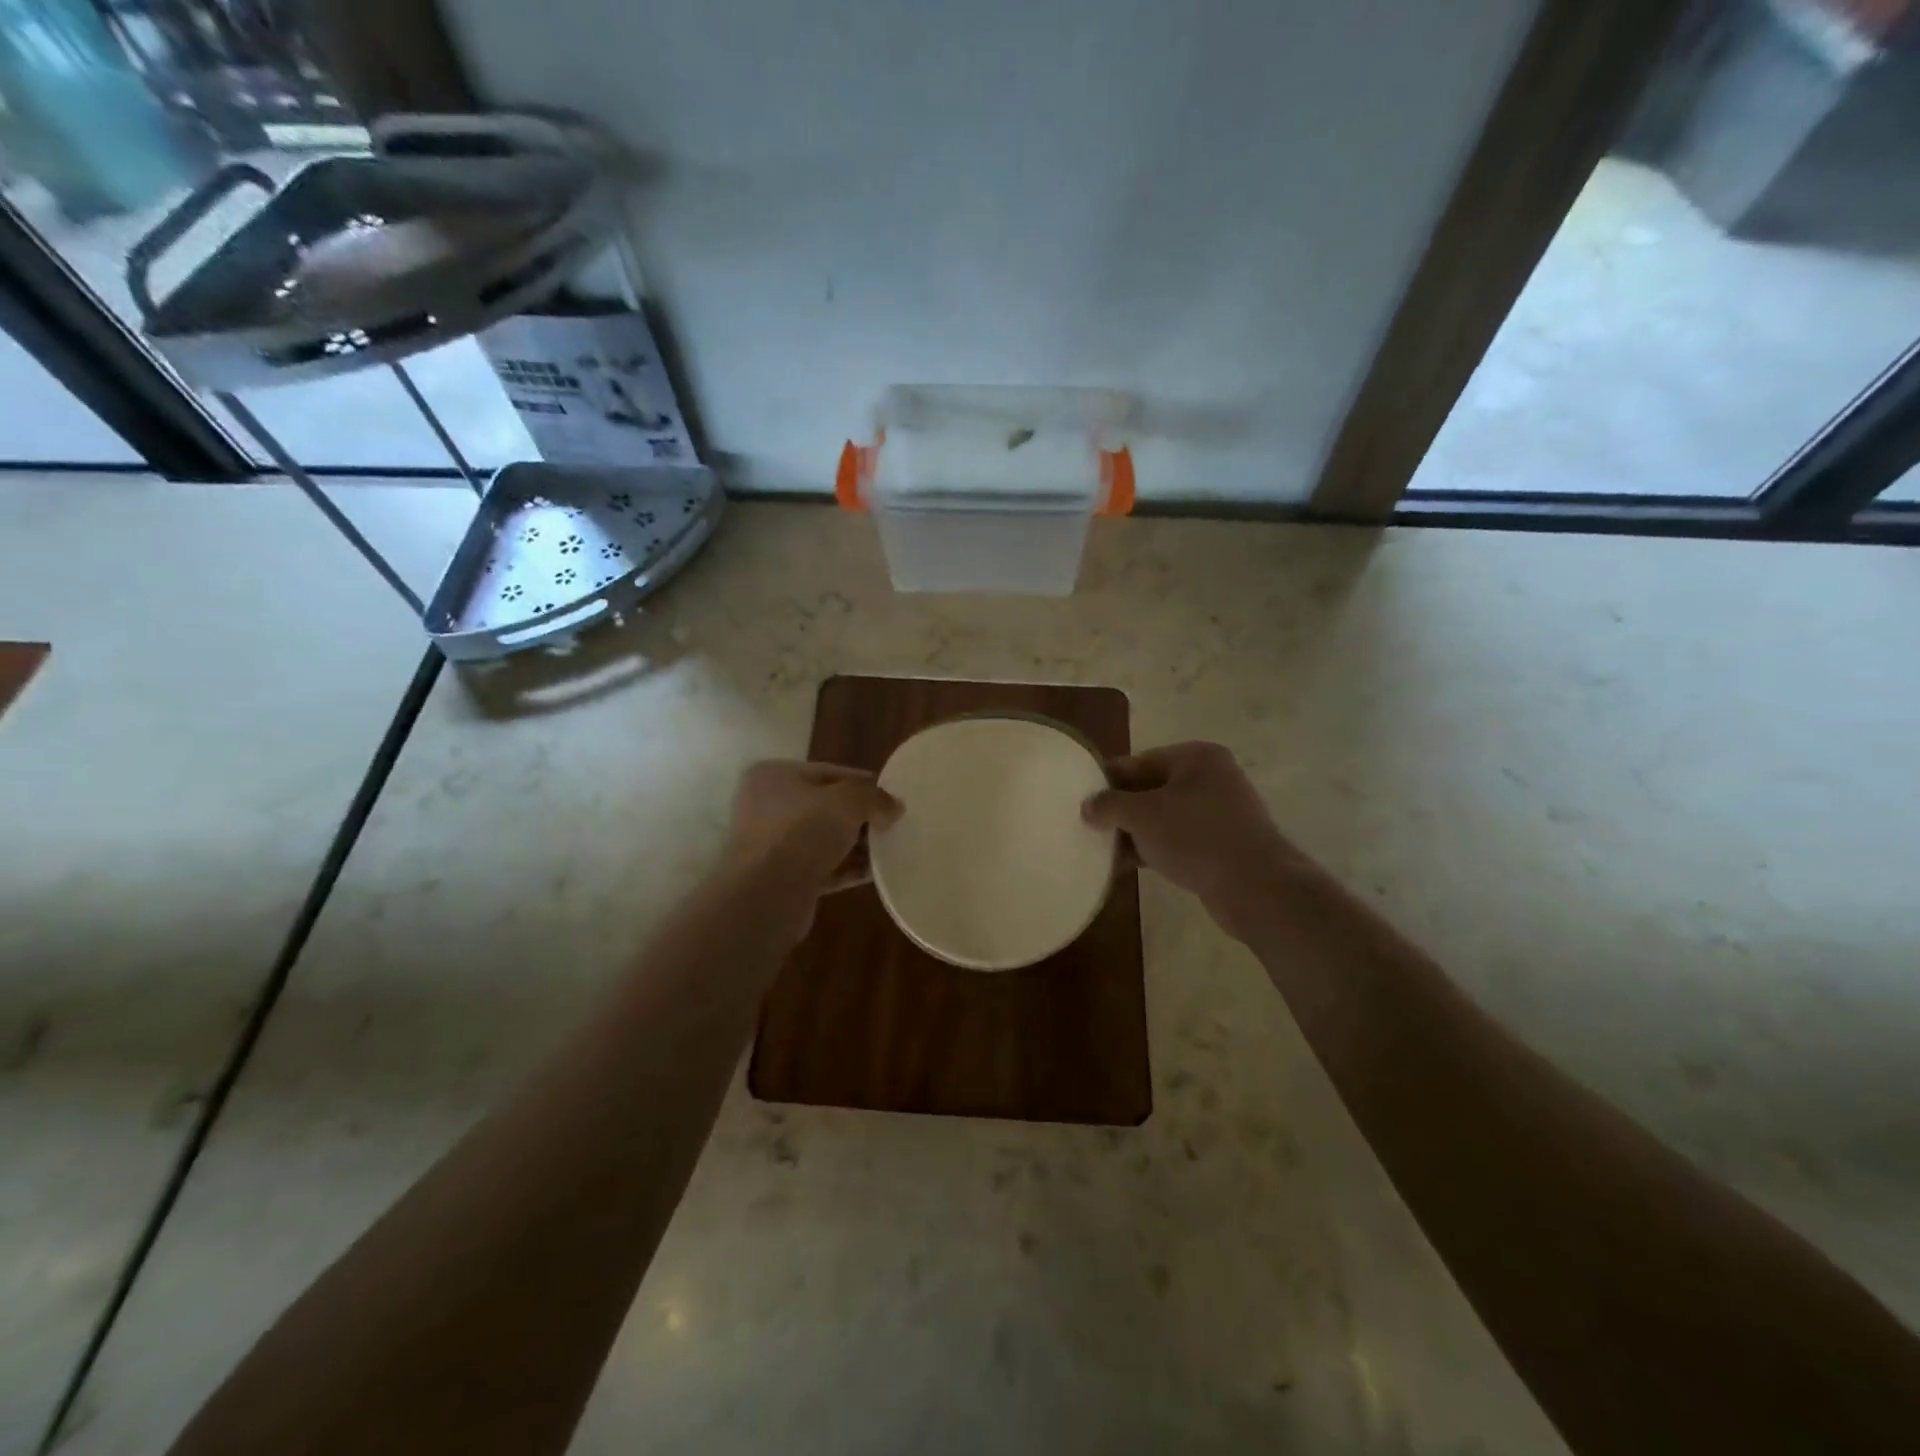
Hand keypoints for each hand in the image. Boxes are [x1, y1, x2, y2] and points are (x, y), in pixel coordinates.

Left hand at [726, 760, 900, 900]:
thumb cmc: (801, 832)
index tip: (892, 795)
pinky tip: (874, 873)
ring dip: (856, 845)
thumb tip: (894, 807)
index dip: (863, 782)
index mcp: (774, 776)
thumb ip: (874, 797)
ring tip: (890, 849)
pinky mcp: (781, 879)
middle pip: (826, 807)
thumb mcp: (847, 802)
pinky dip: (846, 869)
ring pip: (824, 839)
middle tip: (893, 824)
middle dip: (860, 816)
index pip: (828, 772)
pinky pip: (822, 868)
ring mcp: (772, 845)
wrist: (765, 896)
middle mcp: (767, 806)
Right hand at [1082, 742, 1294, 923]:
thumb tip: (1089, 806)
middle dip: (1121, 809)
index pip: (1140, 761)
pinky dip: (1155, 848)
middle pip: (1152, 788)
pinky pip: (1178, 839)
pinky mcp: (1223, 844)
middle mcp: (1212, 778)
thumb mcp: (1142, 815)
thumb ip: (1109, 805)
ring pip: (1164, 817)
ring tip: (1103, 850)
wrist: (1255, 887)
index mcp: (1196, 757)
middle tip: (1089, 825)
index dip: (1108, 779)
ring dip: (1135, 832)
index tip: (1081, 798)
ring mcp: (1220, 812)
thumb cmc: (1195, 836)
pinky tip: (1129, 866)